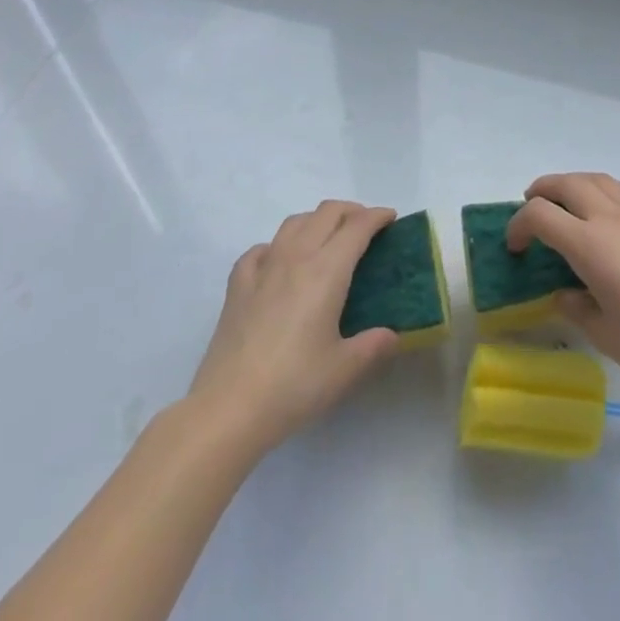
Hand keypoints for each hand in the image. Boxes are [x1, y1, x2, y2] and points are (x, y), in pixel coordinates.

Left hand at [184, 201, 400, 456]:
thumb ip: (373, 346)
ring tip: (327, 240)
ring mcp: (263, 268)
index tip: (391, 219)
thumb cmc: (293, 385)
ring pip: (294, 222)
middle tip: (366, 229)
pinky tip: (279, 264)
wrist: (228, 409)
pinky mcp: (237, 286)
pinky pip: (261, 249)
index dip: (378, 216)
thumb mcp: (345, 369)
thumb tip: (391, 335)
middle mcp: (296, 257)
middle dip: (352, 211)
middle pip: (327, 212)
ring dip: (317, 221)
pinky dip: (277, 247)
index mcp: (327, 270)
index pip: (358, 226)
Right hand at [506, 173, 619, 394]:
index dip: (519, 225)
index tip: (515, 246)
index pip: (540, 216)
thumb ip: (576, 308)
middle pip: (567, 184)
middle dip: (542, 190)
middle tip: (533, 206)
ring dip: (576, 183)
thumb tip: (564, 293)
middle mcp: (611, 218)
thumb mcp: (604, 336)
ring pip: (599, 179)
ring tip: (569, 200)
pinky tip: (615, 204)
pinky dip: (614, 189)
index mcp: (589, 246)